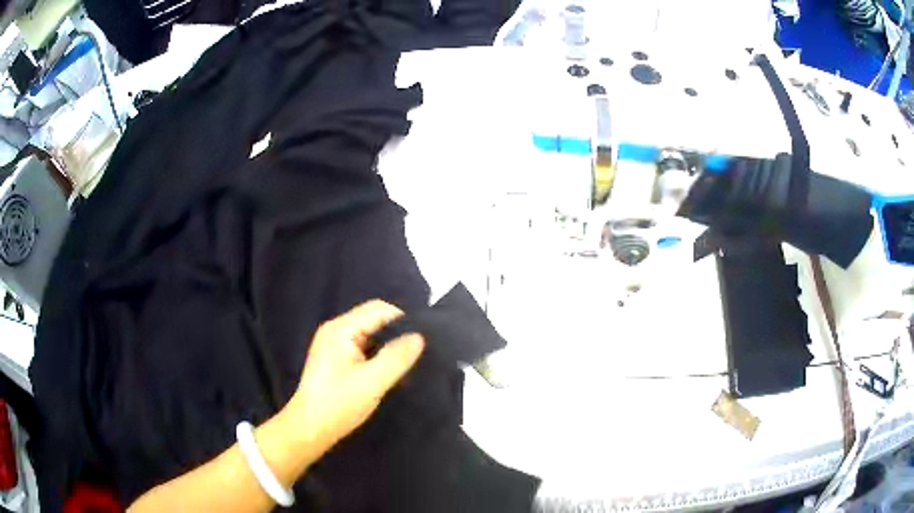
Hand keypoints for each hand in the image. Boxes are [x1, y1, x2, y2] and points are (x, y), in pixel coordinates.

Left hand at [283, 300, 423, 458]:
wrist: (310, 429)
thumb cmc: (338, 404)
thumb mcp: (372, 382)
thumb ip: (396, 357)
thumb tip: (419, 337)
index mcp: (340, 330)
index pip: (378, 309)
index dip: (402, 320)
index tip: (421, 340)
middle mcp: (336, 331)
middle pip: (373, 320)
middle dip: (396, 334)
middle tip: (416, 354)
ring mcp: (334, 345)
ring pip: (370, 335)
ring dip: (387, 346)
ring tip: (406, 363)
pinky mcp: (336, 359)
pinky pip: (363, 348)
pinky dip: (378, 355)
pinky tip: (388, 371)